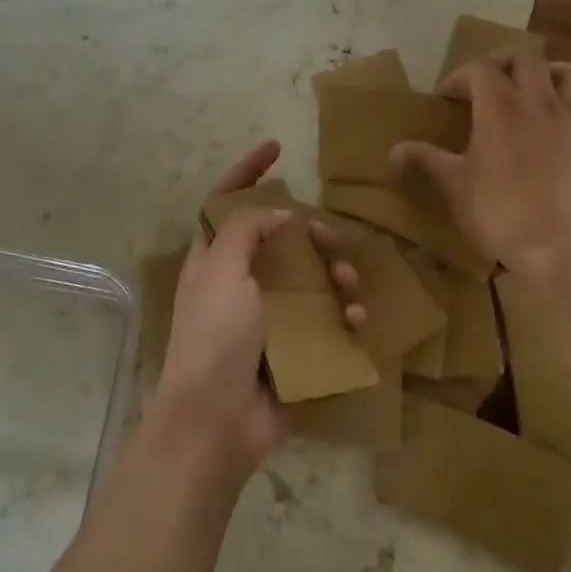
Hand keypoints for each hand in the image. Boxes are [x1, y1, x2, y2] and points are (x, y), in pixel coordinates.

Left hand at [150, 140, 364, 485]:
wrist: (217, 424)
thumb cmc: (213, 337)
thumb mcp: (221, 271)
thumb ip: (246, 229)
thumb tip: (279, 214)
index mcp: (215, 258)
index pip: (227, 201)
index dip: (247, 171)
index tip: (277, 147)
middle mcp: (242, 281)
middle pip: (282, 239)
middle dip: (310, 233)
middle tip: (326, 238)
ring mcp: (270, 316)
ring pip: (312, 277)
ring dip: (335, 274)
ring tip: (347, 285)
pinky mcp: (295, 347)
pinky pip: (328, 319)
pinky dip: (345, 315)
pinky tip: (357, 320)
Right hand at [392, 50, 570, 271]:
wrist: (558, 247)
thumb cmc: (498, 212)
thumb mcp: (453, 185)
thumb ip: (425, 160)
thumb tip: (393, 151)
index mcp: (499, 106)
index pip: (479, 68)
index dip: (459, 76)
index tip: (445, 98)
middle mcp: (538, 102)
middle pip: (526, 58)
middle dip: (504, 63)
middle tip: (488, 83)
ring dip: (553, 73)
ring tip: (537, 89)